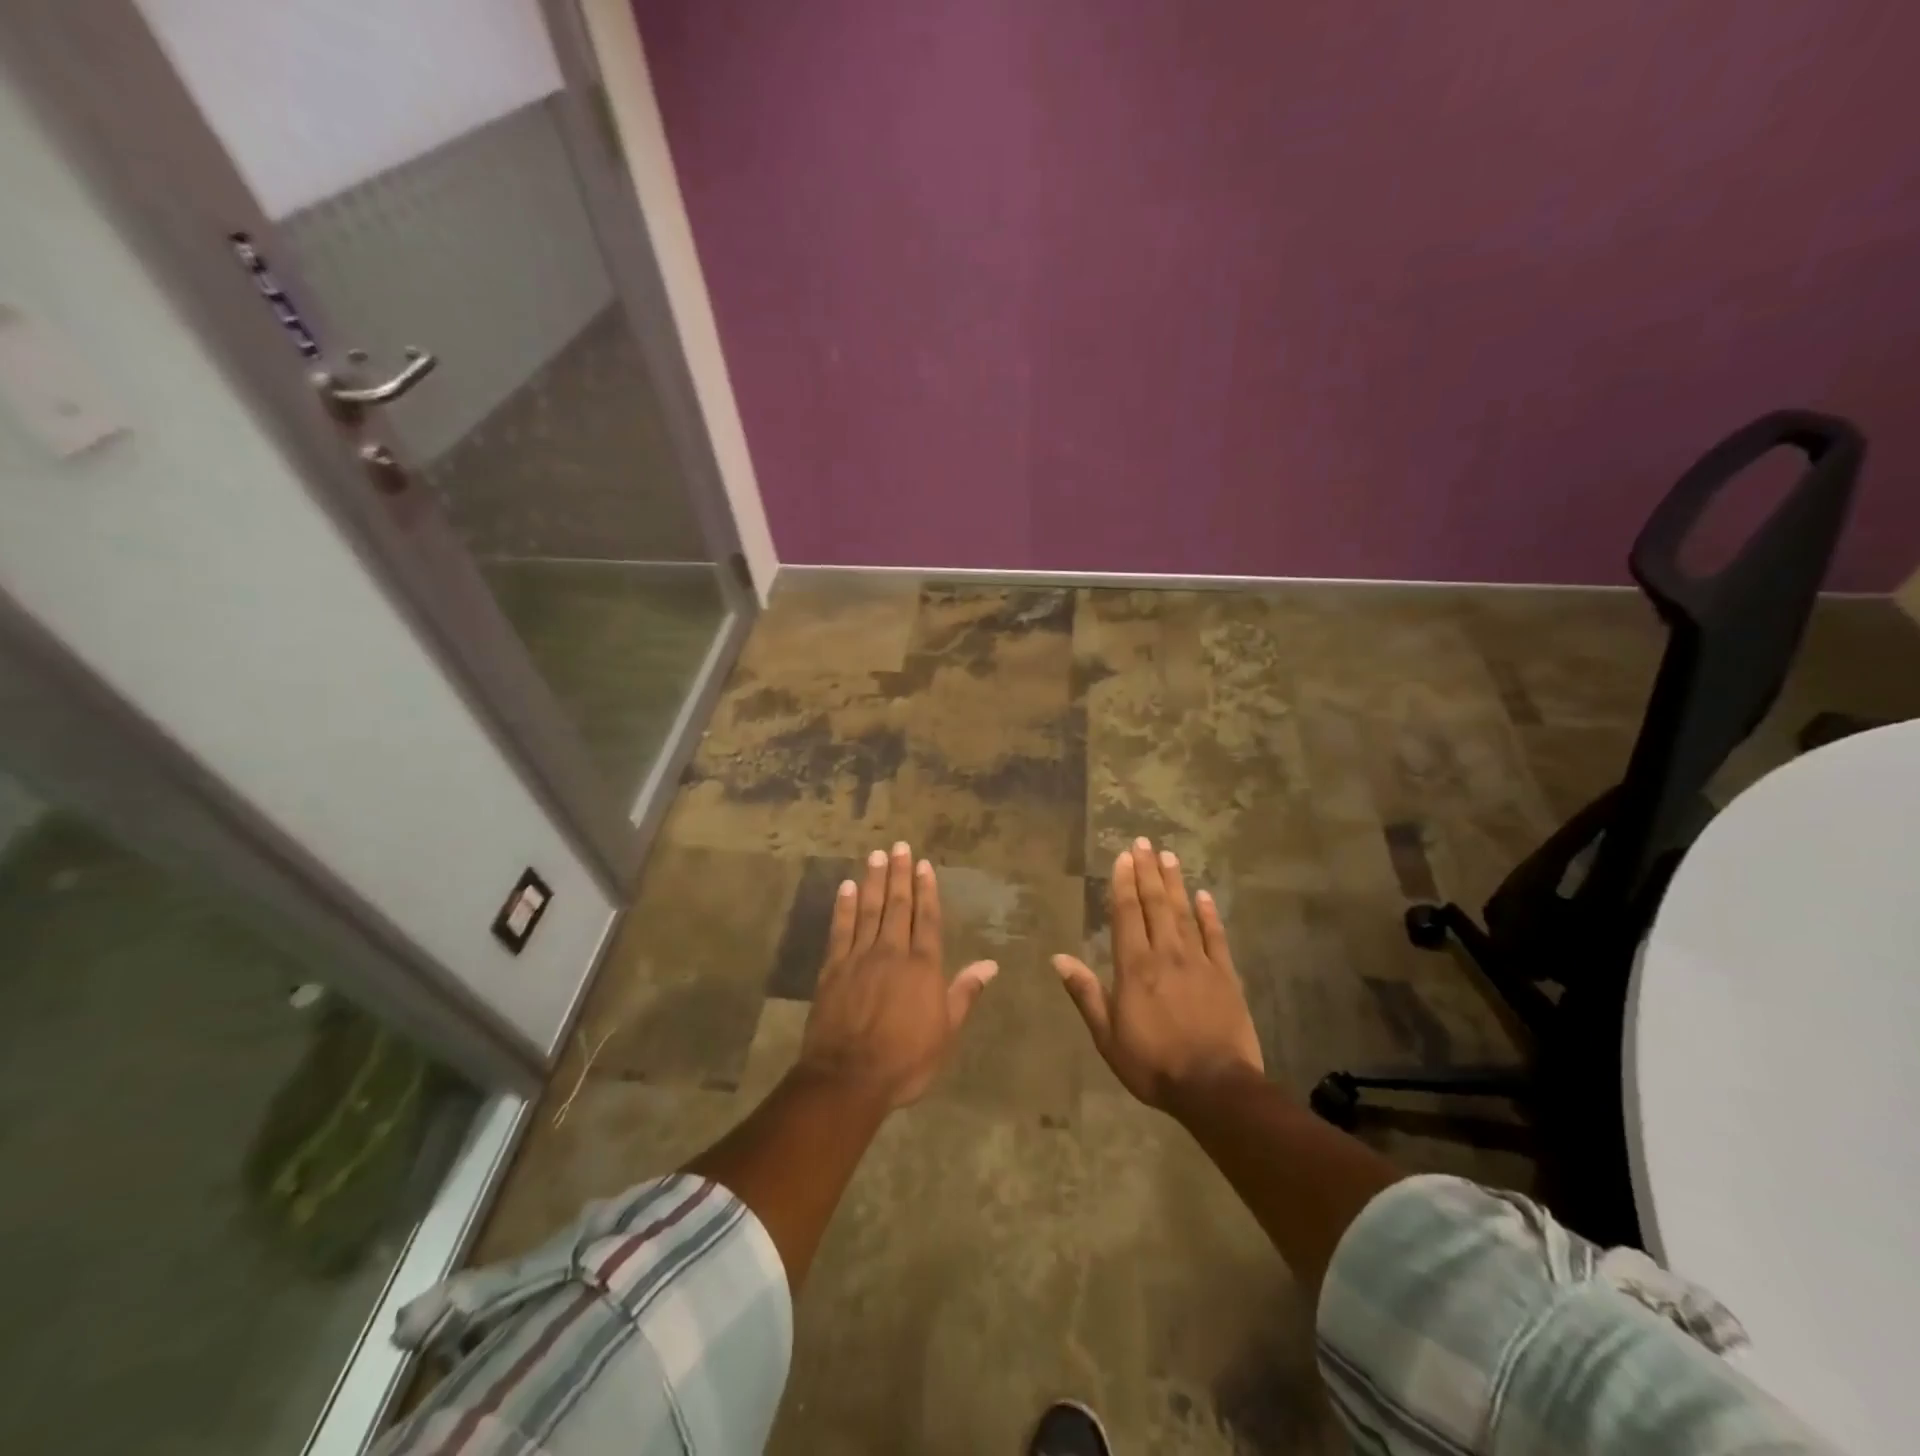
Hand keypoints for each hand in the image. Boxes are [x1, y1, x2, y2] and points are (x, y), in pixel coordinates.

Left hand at [797, 841, 997, 1109]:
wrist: (848, 1078)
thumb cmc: (905, 1060)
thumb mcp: (946, 1032)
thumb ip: (964, 993)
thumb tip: (990, 964)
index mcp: (923, 967)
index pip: (927, 919)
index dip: (926, 890)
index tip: (924, 865)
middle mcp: (892, 952)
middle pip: (898, 906)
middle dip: (900, 874)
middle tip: (899, 846)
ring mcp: (860, 957)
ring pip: (869, 910)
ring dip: (874, 881)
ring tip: (876, 855)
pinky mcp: (833, 968)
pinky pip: (840, 929)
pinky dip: (844, 906)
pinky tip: (847, 887)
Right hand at [1052, 837, 1263, 1109]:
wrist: (1215, 1088)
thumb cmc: (1153, 1064)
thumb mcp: (1107, 1036)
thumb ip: (1085, 993)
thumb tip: (1059, 958)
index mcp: (1135, 967)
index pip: (1127, 913)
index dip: (1124, 882)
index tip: (1123, 856)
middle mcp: (1166, 954)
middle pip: (1155, 904)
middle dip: (1147, 871)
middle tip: (1144, 842)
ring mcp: (1199, 962)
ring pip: (1184, 913)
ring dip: (1174, 883)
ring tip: (1168, 856)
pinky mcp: (1225, 976)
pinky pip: (1216, 937)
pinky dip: (1209, 914)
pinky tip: (1204, 895)